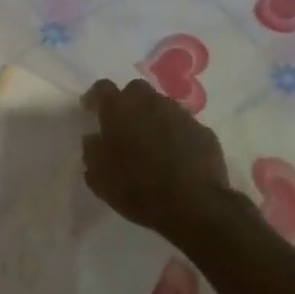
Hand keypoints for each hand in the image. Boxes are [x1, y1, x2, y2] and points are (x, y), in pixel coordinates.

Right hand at [82, 78, 232, 232]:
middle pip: (136, 89)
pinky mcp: (204, 131)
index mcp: (119, 110)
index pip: (102, 88)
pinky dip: (177, 134)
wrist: (193, 205)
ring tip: (152, 141)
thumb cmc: (137, 189)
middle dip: (128, 102)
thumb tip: (93, 138)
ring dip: (154, 117)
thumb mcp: (99, 178)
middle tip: (124, 124)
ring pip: (162, 105)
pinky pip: (185, 126)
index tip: (91, 110)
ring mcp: (180, 115)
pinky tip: (177, 155)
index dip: (95, 97)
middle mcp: (150, 103)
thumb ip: (92, 151)